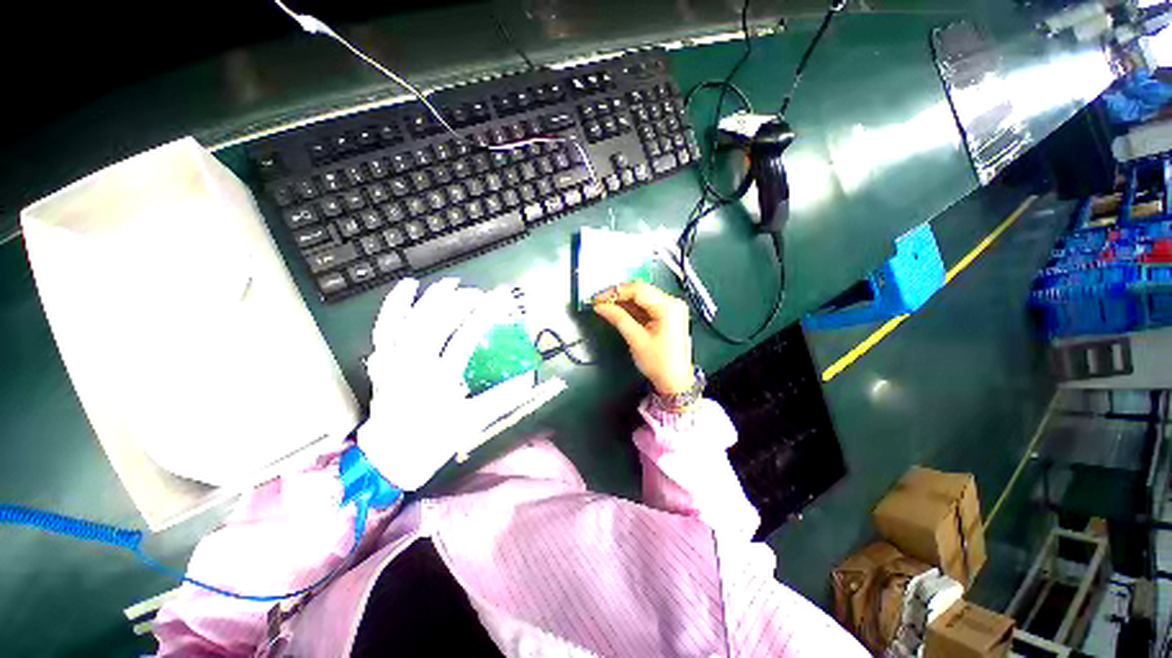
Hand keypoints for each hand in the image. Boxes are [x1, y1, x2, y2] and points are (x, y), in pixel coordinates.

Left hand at [357, 278, 535, 490]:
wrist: (390, 459)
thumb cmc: (433, 442)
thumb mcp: (472, 421)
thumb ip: (501, 398)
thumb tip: (529, 379)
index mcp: (439, 380)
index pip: (465, 338)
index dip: (484, 315)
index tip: (500, 301)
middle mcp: (413, 366)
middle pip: (435, 323)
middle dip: (458, 302)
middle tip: (478, 294)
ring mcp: (393, 361)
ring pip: (408, 321)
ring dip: (429, 299)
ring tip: (448, 284)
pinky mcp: (382, 362)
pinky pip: (383, 329)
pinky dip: (393, 307)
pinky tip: (405, 290)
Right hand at [593, 282, 694, 394]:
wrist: (675, 382)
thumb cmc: (659, 363)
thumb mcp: (636, 339)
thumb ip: (618, 319)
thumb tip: (601, 306)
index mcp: (668, 307)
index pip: (638, 289)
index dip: (616, 292)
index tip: (598, 298)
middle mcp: (672, 303)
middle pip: (641, 290)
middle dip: (619, 295)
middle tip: (600, 302)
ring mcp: (671, 309)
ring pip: (642, 297)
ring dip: (624, 302)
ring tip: (606, 307)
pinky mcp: (667, 316)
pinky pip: (646, 306)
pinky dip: (632, 309)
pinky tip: (618, 312)